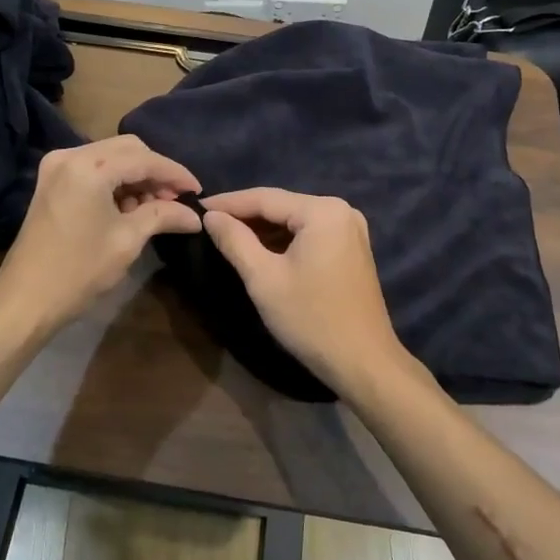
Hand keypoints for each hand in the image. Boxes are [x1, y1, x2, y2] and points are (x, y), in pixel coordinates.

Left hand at [0, 135, 200, 338]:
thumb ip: (163, 216)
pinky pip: (94, 168)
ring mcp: (57, 166)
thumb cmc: (79, 270)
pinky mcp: (52, 181)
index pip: (145, 159)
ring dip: (137, 177)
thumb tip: (195, 216)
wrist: (25, 299)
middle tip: (176, 200)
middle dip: (156, 172)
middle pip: (128, 149)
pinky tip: (131, 206)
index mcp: (89, 166)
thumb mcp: (128, 240)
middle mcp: (71, 155)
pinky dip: (116, 182)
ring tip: (156, 207)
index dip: (175, 173)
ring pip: (111, 157)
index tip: (198, 191)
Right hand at [201, 187, 417, 396]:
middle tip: (208, 223)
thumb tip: (210, 216)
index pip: (265, 197)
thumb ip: (235, 241)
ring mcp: (350, 229)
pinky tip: (259, 250)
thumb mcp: (263, 278)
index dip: (228, 203)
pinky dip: (283, 241)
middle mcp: (341, 210)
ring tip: (226, 235)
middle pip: (282, 206)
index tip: (196, 208)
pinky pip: (309, 234)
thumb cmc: (311, 319)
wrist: (363, 362)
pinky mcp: (352, 248)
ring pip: (294, 221)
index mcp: (323, 211)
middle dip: (245, 215)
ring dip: (263, 229)